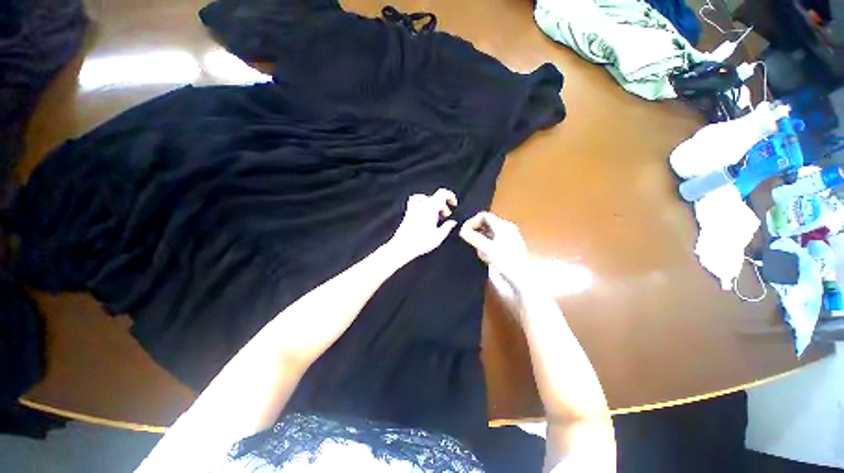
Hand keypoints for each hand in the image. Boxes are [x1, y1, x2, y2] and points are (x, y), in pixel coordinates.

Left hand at [389, 189, 457, 260]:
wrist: (402, 247)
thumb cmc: (419, 243)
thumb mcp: (438, 237)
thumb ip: (447, 227)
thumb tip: (452, 223)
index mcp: (430, 209)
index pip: (442, 193)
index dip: (450, 196)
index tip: (453, 204)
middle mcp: (421, 206)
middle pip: (435, 197)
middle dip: (443, 205)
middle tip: (445, 216)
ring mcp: (413, 209)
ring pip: (425, 198)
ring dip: (432, 203)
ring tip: (435, 213)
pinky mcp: (408, 213)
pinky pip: (416, 203)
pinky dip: (422, 205)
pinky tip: (425, 214)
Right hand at [460, 212, 530, 286]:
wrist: (521, 279)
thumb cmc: (506, 262)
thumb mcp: (488, 249)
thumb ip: (474, 238)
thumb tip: (462, 231)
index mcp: (503, 226)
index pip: (484, 216)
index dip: (472, 221)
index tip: (463, 231)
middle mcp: (505, 229)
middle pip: (485, 224)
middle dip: (475, 232)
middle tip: (468, 241)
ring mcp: (507, 238)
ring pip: (487, 234)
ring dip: (479, 241)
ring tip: (478, 252)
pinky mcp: (506, 248)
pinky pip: (491, 242)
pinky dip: (485, 247)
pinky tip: (485, 257)